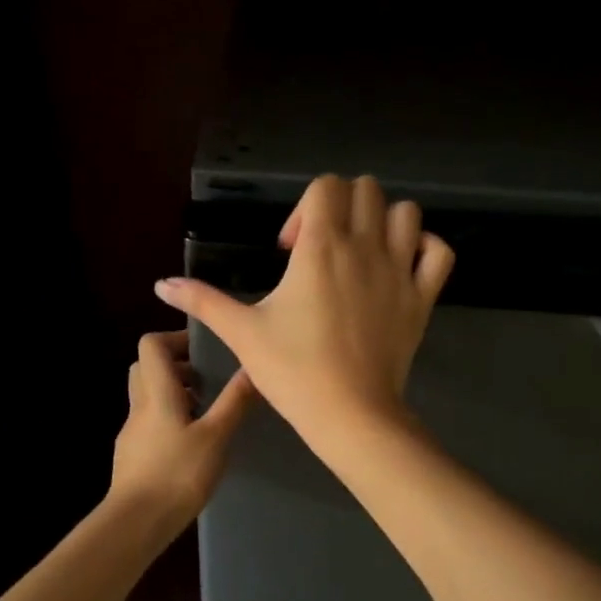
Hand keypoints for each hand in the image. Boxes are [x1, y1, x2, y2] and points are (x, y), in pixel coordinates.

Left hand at [107, 330, 257, 536]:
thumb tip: (253, 365)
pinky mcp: (132, 455)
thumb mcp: (216, 436)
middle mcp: (140, 405)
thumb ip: (234, 401)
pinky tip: (192, 445)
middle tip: (207, 381)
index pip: (151, 344)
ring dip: (174, 395)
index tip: (204, 350)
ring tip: (206, 414)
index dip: (175, 338)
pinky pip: (149, 424)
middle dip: (177, 367)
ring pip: (148, 397)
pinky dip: (169, 421)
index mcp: (158, 392)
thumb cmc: (178, 473)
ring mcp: (132, 432)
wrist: (136, 521)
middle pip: (146, 368)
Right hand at [153, 175, 453, 444]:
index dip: (304, 208)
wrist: (349, 415)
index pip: (325, 186)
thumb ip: (203, 301)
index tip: (290, 252)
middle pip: (366, 189)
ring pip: (406, 213)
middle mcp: (365, 247)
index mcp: (321, 247)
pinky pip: (439, 252)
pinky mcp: (422, 298)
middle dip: (341, 207)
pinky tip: (401, 266)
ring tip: (361, 254)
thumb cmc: (293, 371)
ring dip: (383, 221)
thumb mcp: (243, 333)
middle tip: (323, 248)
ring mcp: (400, 271)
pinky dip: (424, 248)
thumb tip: (161, 284)